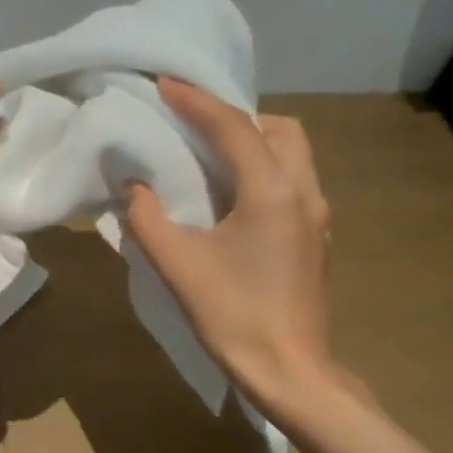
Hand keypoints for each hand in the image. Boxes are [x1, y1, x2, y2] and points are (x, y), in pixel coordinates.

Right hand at [125, 78, 351, 411]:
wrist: (289, 370)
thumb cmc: (233, 315)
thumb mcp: (177, 265)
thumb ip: (148, 217)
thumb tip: (136, 187)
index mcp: (271, 192)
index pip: (233, 127)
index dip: (196, 101)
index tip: (164, 82)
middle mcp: (303, 192)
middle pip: (279, 129)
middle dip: (236, 116)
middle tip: (194, 125)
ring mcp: (316, 215)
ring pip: (292, 153)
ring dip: (253, 141)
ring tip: (209, 155)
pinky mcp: (315, 237)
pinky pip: (291, 180)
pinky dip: (262, 168)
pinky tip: (230, 196)